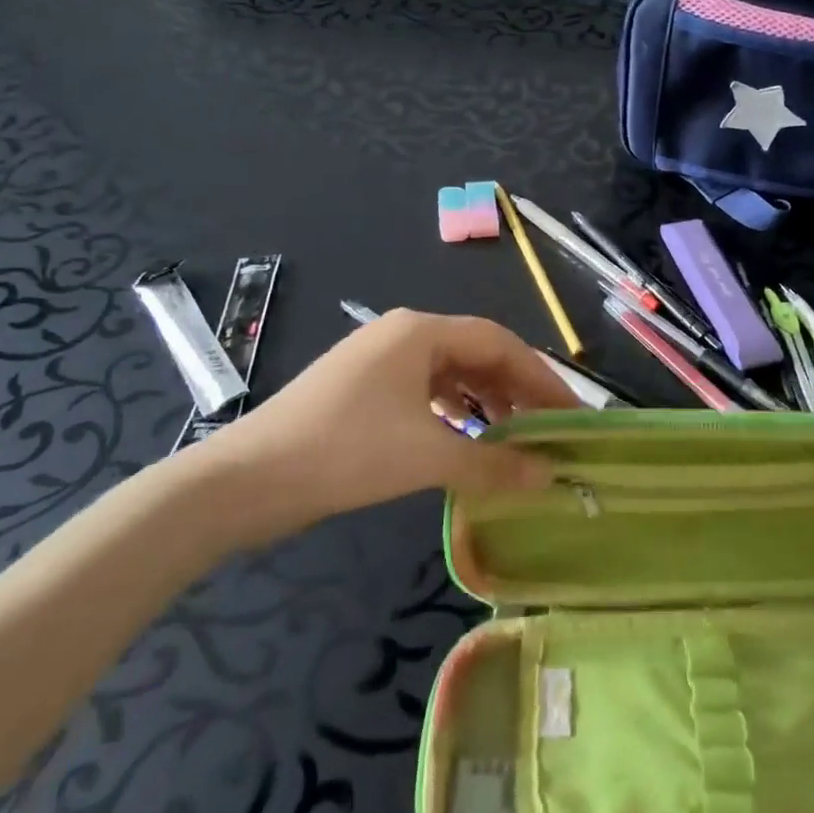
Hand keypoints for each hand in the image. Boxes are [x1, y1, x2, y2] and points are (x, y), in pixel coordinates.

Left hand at [183, 310, 577, 552]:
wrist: (243, 481)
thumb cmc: (345, 452)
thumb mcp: (428, 456)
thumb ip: (495, 463)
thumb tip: (551, 475)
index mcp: (420, 331)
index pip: (501, 343)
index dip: (542, 378)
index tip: (570, 414)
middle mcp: (402, 335)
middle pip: (478, 355)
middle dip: (516, 391)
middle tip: (548, 428)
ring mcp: (378, 362)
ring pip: (451, 375)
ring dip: (486, 403)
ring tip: (514, 438)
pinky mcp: (362, 392)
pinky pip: (425, 394)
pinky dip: (454, 415)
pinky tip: (466, 441)